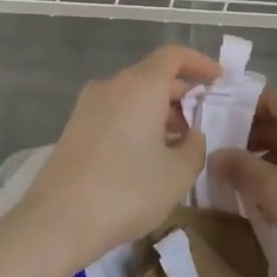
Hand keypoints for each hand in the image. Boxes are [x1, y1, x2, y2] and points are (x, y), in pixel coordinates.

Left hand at [14, 45, 220, 276]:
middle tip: (201, 121)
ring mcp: (88, 105)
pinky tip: (146, 156)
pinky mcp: (74, 127)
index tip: (218, 79)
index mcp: (141, 85)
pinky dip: (136, 122)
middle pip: (152, 76)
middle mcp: (112, 85)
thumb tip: (191, 135)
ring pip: (132, 96)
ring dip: (158, 111)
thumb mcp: (178, 174)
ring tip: (178, 144)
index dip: (199, 63)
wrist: (58, 220)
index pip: (173, 56)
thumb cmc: (127, 190)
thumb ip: (195, 147)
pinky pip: (115, 112)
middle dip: (180, 94)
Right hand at [211, 89, 276, 276]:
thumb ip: (242, 169)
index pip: (266, 98)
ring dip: (261, 166)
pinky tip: (264, 208)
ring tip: (232, 188)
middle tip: (213, 163)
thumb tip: (215, 154)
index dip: (236, 108)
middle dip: (244, 141)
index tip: (208, 127)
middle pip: (276, 123)